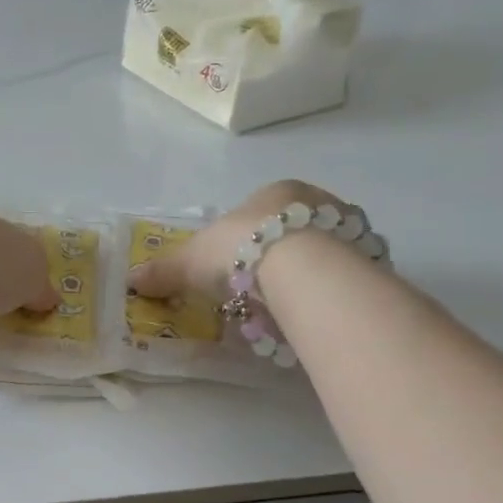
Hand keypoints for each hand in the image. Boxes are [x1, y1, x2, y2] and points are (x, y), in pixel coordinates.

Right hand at [127, 180, 346, 302]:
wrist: (301, 270)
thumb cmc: (241, 250)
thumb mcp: (192, 261)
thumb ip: (165, 270)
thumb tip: (130, 279)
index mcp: (278, 191)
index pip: (261, 213)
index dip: (246, 240)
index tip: (237, 269)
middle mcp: (320, 201)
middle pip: (296, 231)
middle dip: (280, 257)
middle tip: (263, 290)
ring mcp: (351, 230)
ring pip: (326, 253)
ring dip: (310, 274)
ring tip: (290, 306)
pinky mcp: (371, 260)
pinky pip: (347, 276)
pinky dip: (331, 291)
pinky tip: (317, 310)